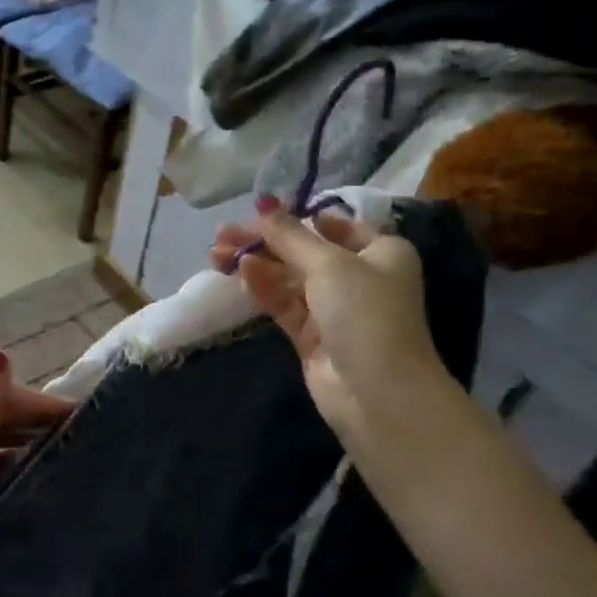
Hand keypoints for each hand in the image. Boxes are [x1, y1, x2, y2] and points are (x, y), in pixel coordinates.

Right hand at [209, 197, 460, 452]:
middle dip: (264, 242)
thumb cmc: (365, 313)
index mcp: (380, 252)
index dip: (294, 218)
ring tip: (216, 253)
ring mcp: (334, 309)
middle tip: (222, 234)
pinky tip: (239, 273)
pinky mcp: (312, 336)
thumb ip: (289, 235)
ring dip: (255, 264)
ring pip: (288, 278)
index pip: (333, 226)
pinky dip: (263, 288)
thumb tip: (262, 202)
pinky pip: (284, 304)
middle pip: (304, 252)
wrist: (378, 393)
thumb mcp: (329, 263)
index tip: (256, 213)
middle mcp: (360, 277)